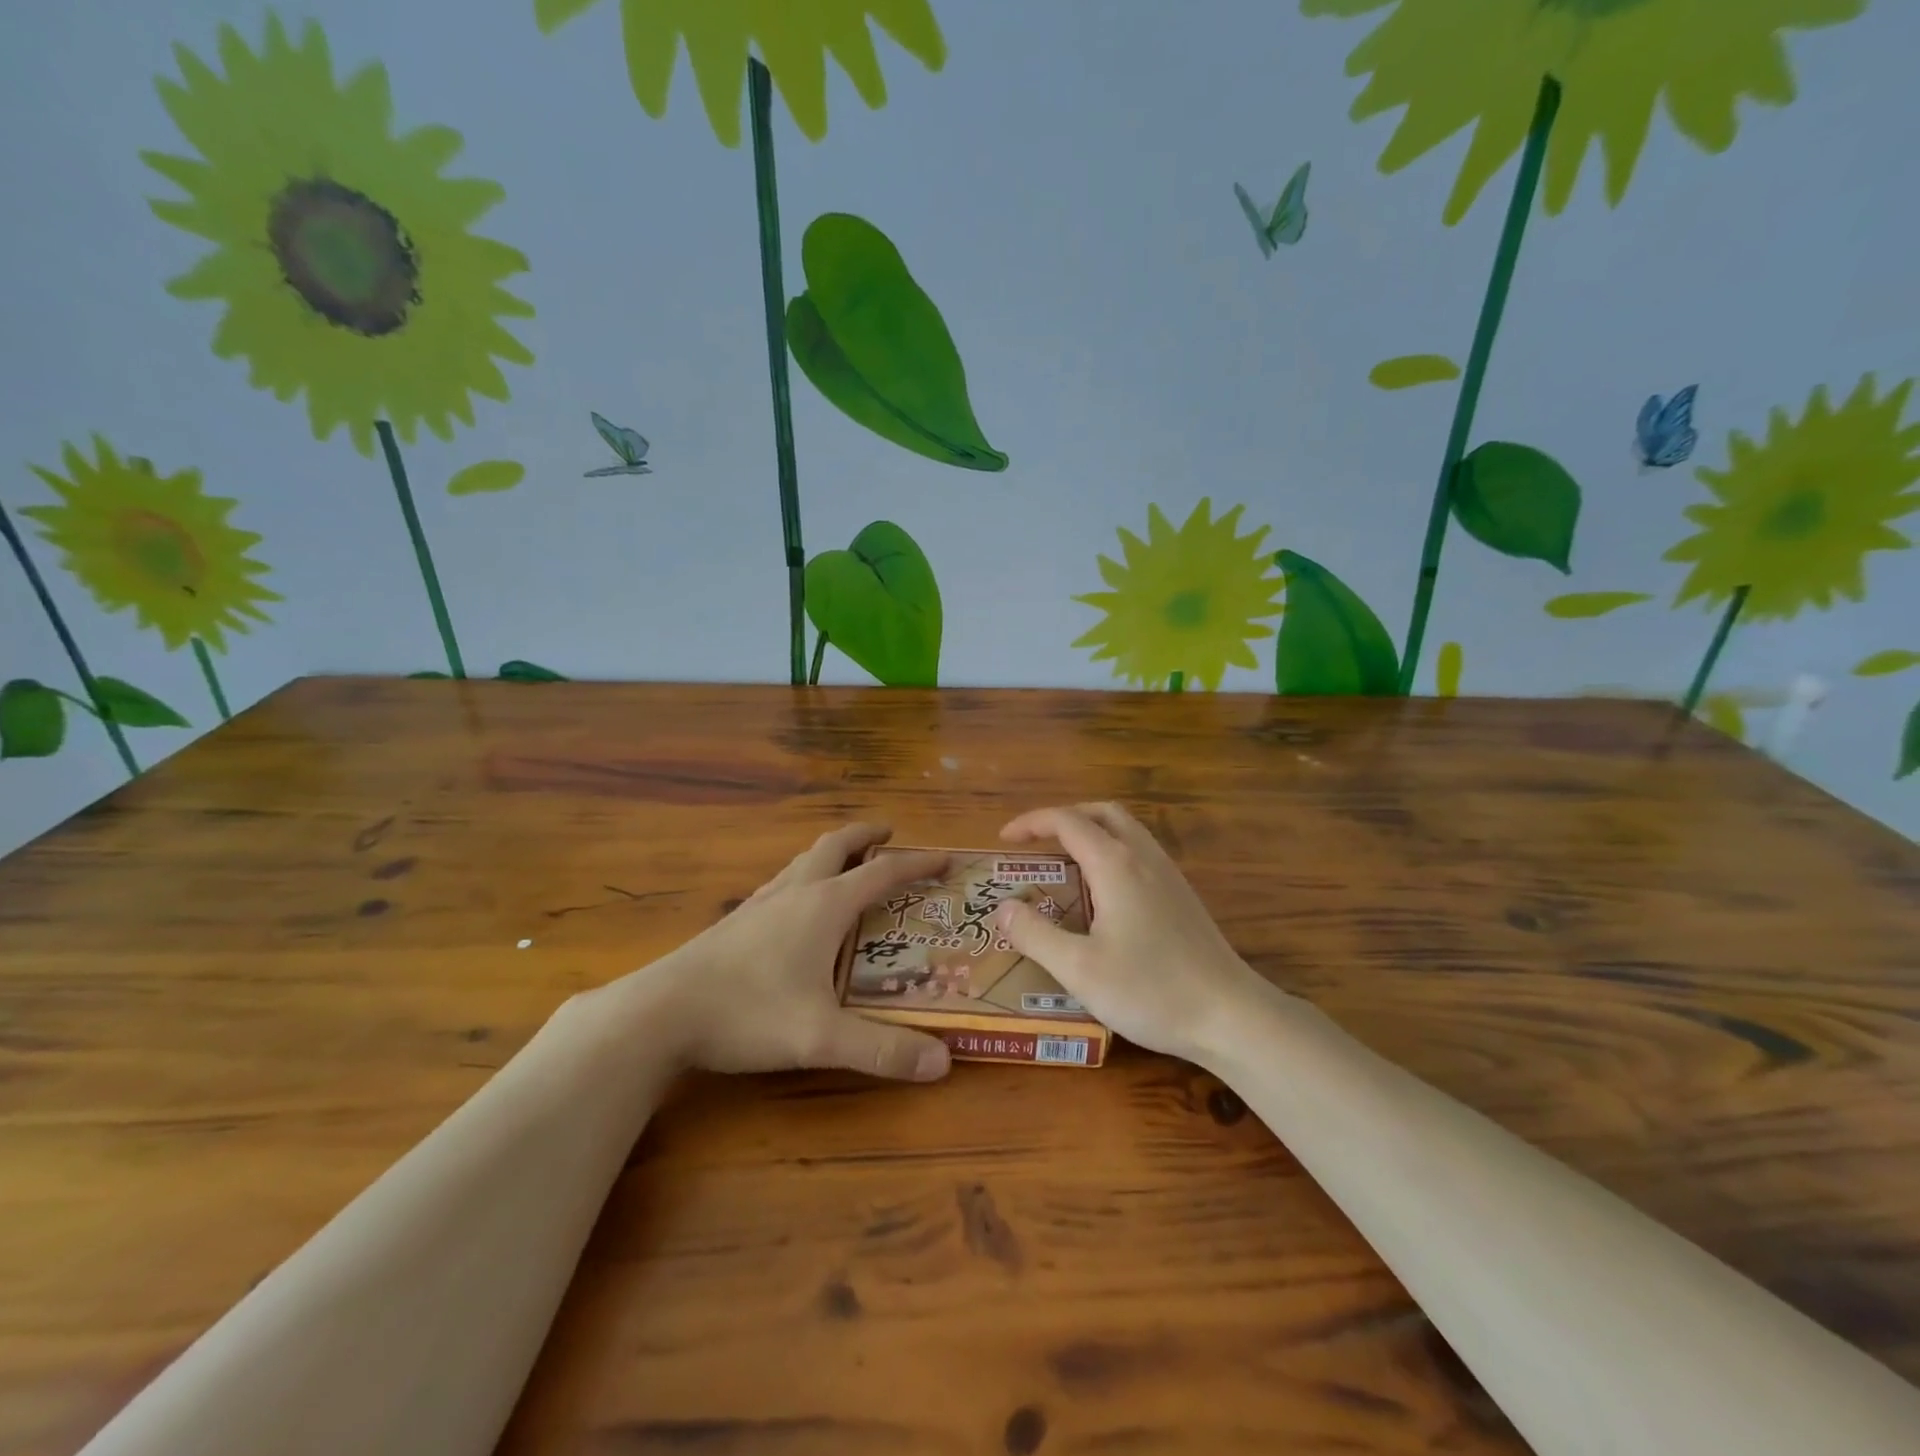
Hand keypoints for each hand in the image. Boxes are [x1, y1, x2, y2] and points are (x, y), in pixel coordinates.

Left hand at [611, 824, 953, 1081]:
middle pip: (836, 847)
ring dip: (832, 853)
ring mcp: (760, 904)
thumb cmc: (747, 1013)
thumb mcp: (820, 1038)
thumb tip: (943, 1063)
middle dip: (866, 836)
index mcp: (824, 907)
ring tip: (847, 863)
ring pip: (803, 861)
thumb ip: (882, 1050)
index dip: (916, 865)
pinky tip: (795, 904)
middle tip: (889, 833)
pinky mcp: (735, 922)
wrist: (660, 1012)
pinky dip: (803, 876)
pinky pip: (781, 882)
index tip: (944, 860)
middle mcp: (795, 893)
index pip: (882, 874)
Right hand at [994, 802, 1270, 1062]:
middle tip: (1035, 842)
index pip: (1066, 821)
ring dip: (1090, 830)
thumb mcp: (1079, 969)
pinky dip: (1111, 850)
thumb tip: (1003, 908)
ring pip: (1125, 829)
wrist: (1230, 1015)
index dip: (1031, 823)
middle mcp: (1143, 857)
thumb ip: (1035, 935)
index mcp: (1115, 864)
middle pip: (1101, 812)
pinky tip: (1103, 891)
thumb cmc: (1151, 990)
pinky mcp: (1182, 895)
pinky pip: (1140, 851)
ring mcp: (1168, 874)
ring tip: (1064, 861)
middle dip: (1063, 817)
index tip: (1004, 839)